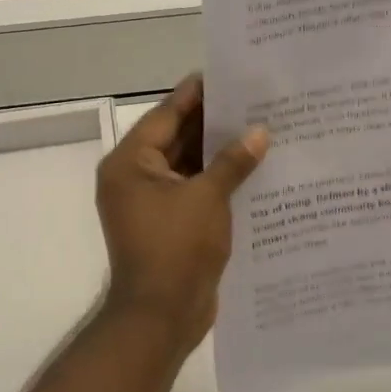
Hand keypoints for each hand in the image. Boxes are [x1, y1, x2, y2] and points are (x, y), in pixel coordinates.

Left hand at [95, 75, 268, 346]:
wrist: (161, 316)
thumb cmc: (176, 249)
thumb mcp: (207, 198)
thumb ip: (232, 162)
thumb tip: (259, 132)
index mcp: (130, 164)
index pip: (165, 115)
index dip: (195, 95)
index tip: (225, 75)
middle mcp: (134, 179)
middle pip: (176, 139)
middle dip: (212, 123)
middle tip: (253, 100)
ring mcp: (150, 204)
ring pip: (187, 167)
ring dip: (218, 154)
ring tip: (261, 128)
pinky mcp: (168, 225)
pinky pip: (193, 192)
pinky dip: (218, 182)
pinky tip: (253, 170)